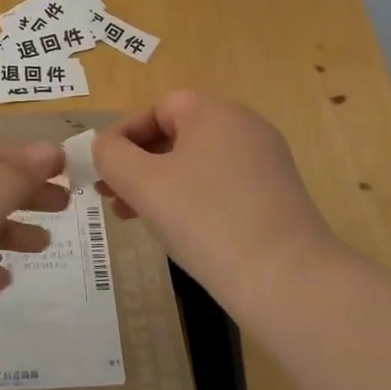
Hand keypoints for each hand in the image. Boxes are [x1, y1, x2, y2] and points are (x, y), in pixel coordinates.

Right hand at [93, 90, 335, 313]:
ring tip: (135, 217)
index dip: (124, 135)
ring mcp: (265, 162)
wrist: (288, 281)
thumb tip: (105, 146)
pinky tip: (177, 230)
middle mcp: (244, 127)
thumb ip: (112, 156)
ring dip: (160, 183)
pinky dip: (191, 198)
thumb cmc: (207, 219)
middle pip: (177, 134)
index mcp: (215, 113)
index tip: (102, 169)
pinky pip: (220, 184)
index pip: (158, 108)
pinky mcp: (276, 196)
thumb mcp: (144, 184)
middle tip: (112, 196)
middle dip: (138, 163)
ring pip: (196, 162)